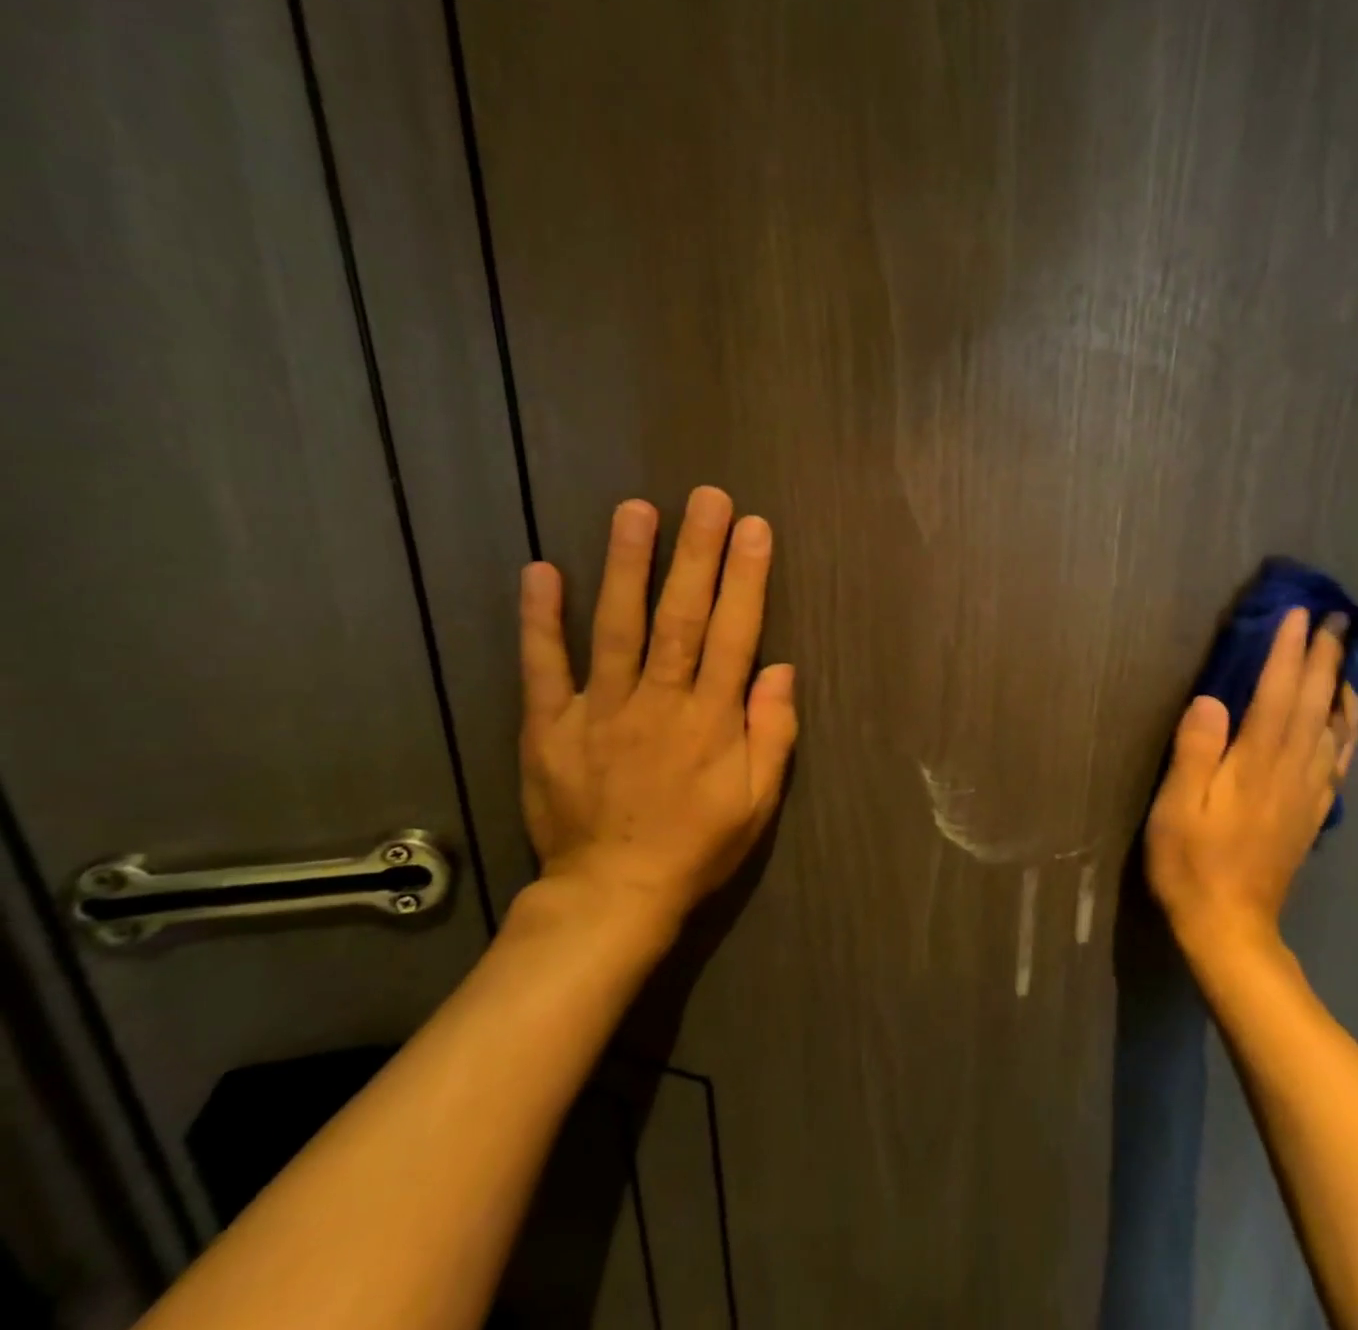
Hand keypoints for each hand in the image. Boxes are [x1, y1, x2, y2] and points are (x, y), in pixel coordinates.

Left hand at [516, 486, 798, 934]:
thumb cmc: (697, 845)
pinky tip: (541, 571)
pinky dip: (540, 620)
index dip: (746, 578)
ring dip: (627, 566)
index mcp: (711, 721)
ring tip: (636, 511)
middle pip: (680, 617)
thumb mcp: (759, 801)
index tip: (753, 528)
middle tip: (706, 498)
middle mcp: (658, 703)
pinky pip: (543, 667)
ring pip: (617, 628)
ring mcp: (598, 711)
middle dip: (697, 554)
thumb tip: (780, 667)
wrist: (612, 896)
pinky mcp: (549, 727)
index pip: (734, 634)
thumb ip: (774, 732)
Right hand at [1146, 608, 1357, 950]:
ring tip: (1350, 655)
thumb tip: (1211, 700)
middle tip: (1337, 619)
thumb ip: (1195, 752)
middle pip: (1313, 704)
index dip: (1287, 653)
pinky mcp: (1311, 812)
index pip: (1276, 695)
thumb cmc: (1190, 863)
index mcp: (1256, 764)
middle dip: (1324, 659)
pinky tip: (1350, 718)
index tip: (1298, 614)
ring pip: (1333, 728)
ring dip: (1341, 686)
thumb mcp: (1176, 808)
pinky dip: (1348, 730)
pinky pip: (1338, 760)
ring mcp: (1307, 793)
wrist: (1230, 926)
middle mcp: (1291, 771)